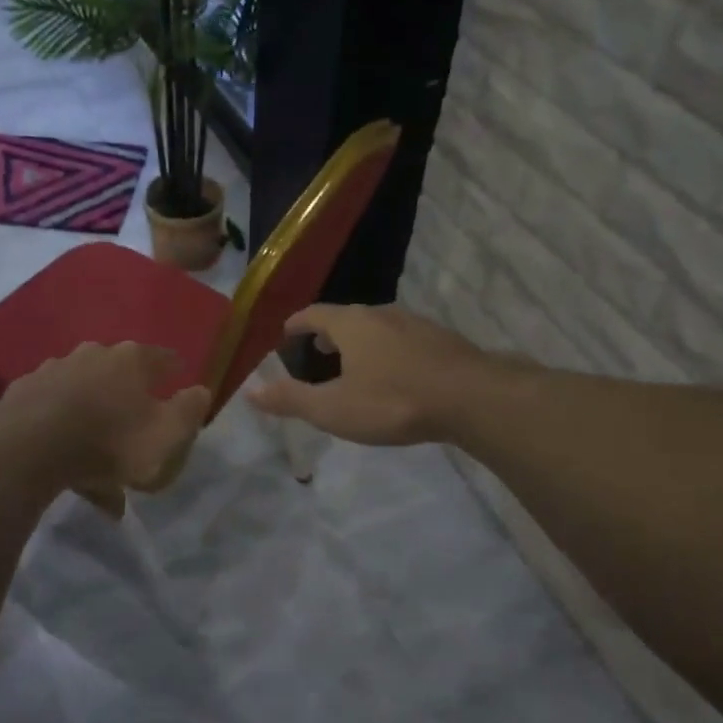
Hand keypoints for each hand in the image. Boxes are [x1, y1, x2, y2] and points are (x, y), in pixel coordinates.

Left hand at [0, 342, 211, 493]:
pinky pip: (55, 417)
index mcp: (131, 360)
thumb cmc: (110, 441)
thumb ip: (189, 411)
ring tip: (101, 467)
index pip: (163, 358)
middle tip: (137, 428)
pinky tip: (68, 468)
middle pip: (119, 375)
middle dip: (130, 398)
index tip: (179, 381)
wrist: (28, 449)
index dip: (174, 370)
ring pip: (85, 398)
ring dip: (95, 424)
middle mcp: (92, 355)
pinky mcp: (23, 395)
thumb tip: (200, 391)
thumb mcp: (167, 434)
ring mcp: (53, 372)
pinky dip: (65, 436)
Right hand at [248, 304, 487, 445]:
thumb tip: (251, 393)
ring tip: (352, 367)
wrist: (471, 398)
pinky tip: (394, 377)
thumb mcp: (333, 408)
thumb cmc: (393, 402)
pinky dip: (386, 353)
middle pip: (346, 318)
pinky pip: (401, 341)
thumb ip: (291, 400)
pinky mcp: (440, 341)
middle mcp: (381, 314)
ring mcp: (415, 324)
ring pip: (376, 328)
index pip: (313, 314)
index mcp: (351, 324)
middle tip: (315, 356)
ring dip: (358, 344)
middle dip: (327, 335)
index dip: (296, 324)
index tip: (285, 336)